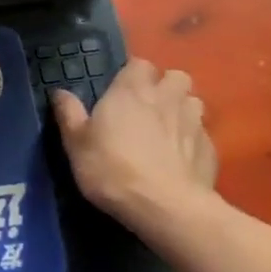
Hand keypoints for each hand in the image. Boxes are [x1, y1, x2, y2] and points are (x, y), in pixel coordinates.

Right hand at [50, 59, 218, 240]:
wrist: (164, 207)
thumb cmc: (112, 169)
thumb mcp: (77, 144)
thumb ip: (69, 114)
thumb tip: (59, 92)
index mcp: (131, 91)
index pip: (140, 64)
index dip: (133, 74)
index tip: (122, 89)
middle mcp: (166, 99)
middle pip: (175, 76)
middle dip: (166, 86)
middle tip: (150, 106)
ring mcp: (193, 123)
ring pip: (194, 102)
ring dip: (183, 109)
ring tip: (170, 128)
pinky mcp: (211, 149)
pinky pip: (203, 134)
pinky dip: (193, 140)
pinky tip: (182, 158)